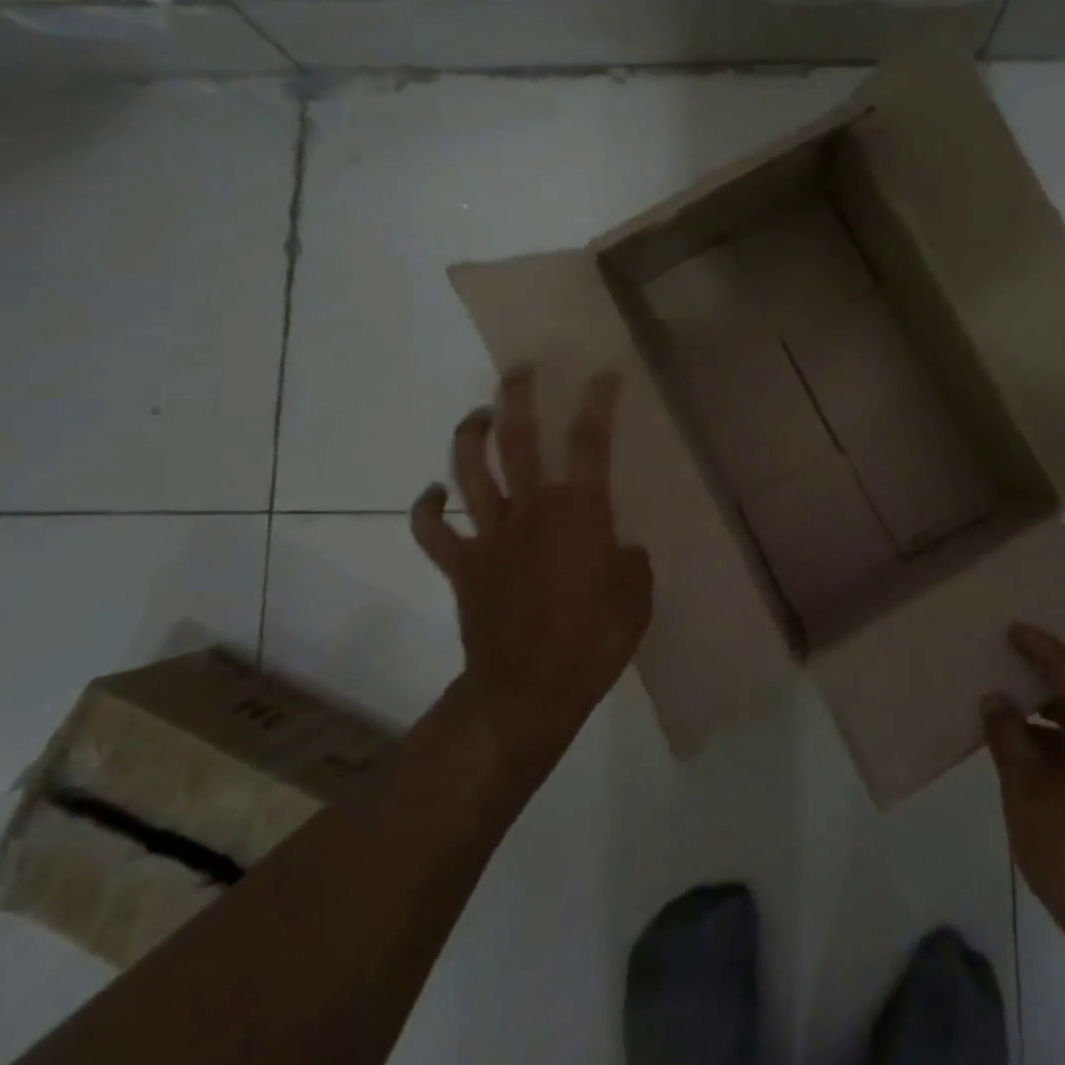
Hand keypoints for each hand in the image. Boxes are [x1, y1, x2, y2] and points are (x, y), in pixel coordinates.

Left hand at [410, 368, 652, 772]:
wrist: (527, 692)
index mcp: (580, 514)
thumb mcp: (637, 599)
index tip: (603, 375)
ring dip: (470, 438)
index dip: (598, 404)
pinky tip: (433, 493)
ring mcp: (490, 536)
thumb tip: (617, 549)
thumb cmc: (593, 643)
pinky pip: (433, 531)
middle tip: (520, 372)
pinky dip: (427, 509)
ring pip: (470, 473)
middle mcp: (531, 511)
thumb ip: (630, 563)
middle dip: (519, 399)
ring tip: (478, 416)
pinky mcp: (463, 566)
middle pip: (518, 441)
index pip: (590, 444)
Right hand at [983, 623, 1064, 960]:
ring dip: (1051, 720)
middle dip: (1043, 682)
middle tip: (1006, 669)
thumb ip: (1008, 737)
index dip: (1041, 647)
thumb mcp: (1025, 790)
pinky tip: (1035, 765)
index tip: (1014, 629)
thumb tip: (997, 700)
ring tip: (1011, 720)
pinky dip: (1064, 747)